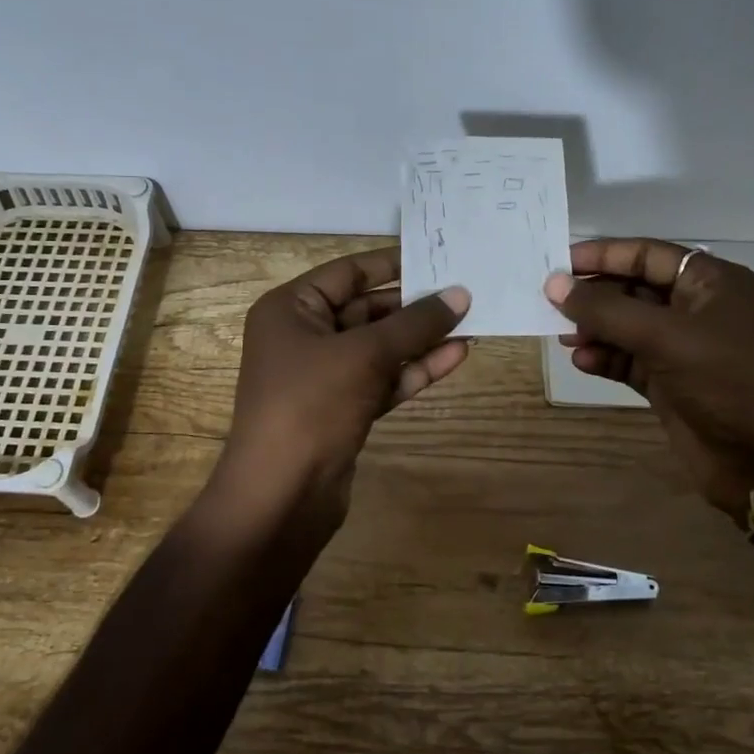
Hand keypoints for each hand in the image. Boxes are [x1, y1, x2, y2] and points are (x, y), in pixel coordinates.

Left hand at [219, 247, 470, 529]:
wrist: (282, 495)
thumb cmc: (311, 405)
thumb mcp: (364, 355)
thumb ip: (415, 323)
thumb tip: (460, 294)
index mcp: (291, 309)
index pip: (348, 273)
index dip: (393, 264)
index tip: (438, 257)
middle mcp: (304, 336)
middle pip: (366, 309)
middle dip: (414, 305)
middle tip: (466, 293)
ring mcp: (324, 376)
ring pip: (380, 347)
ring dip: (422, 338)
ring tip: (472, 322)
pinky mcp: (343, 409)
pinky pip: (383, 379)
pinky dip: (415, 369)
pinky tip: (456, 356)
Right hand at [545, 238, 753, 516]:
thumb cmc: (727, 380)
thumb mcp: (664, 336)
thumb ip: (606, 309)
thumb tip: (554, 283)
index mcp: (711, 282)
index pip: (648, 254)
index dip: (603, 255)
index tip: (558, 263)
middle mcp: (698, 310)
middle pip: (634, 289)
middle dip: (595, 296)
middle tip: (550, 302)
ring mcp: (685, 349)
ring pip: (628, 328)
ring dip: (596, 330)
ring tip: (563, 336)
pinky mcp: (672, 384)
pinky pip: (629, 361)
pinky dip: (606, 359)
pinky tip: (583, 362)